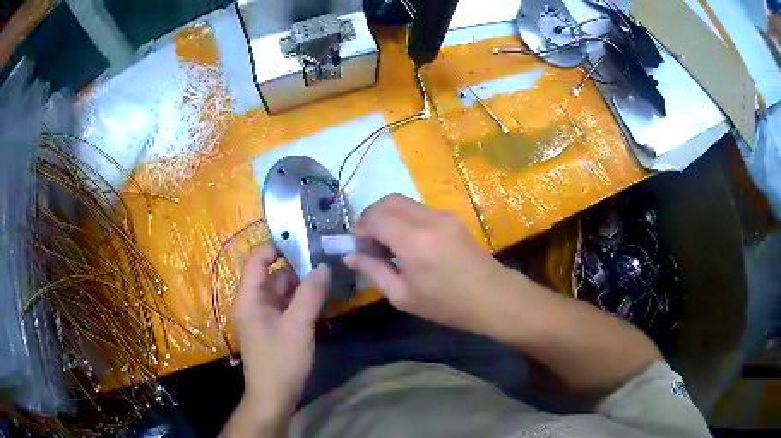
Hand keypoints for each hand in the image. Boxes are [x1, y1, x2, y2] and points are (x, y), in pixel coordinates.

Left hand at [227, 244, 329, 433]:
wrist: (273, 396)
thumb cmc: (280, 360)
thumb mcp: (297, 326)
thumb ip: (310, 294)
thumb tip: (323, 266)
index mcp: (249, 297)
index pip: (258, 260)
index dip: (277, 247)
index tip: (304, 241)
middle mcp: (252, 302)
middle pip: (271, 274)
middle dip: (295, 267)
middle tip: (324, 259)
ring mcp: (262, 316)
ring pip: (280, 291)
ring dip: (300, 285)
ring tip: (326, 276)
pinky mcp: (272, 327)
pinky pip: (285, 305)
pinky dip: (300, 300)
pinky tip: (320, 299)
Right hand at [344, 194, 506, 332]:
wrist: (492, 297)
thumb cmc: (446, 304)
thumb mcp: (403, 296)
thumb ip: (373, 270)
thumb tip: (350, 256)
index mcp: (413, 241)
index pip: (375, 217)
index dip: (359, 228)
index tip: (357, 246)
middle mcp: (427, 219)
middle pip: (388, 201)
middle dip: (371, 217)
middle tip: (368, 242)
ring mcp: (443, 215)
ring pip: (404, 202)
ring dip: (388, 216)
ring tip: (387, 244)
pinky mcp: (452, 217)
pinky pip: (419, 209)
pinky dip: (404, 219)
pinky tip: (407, 242)